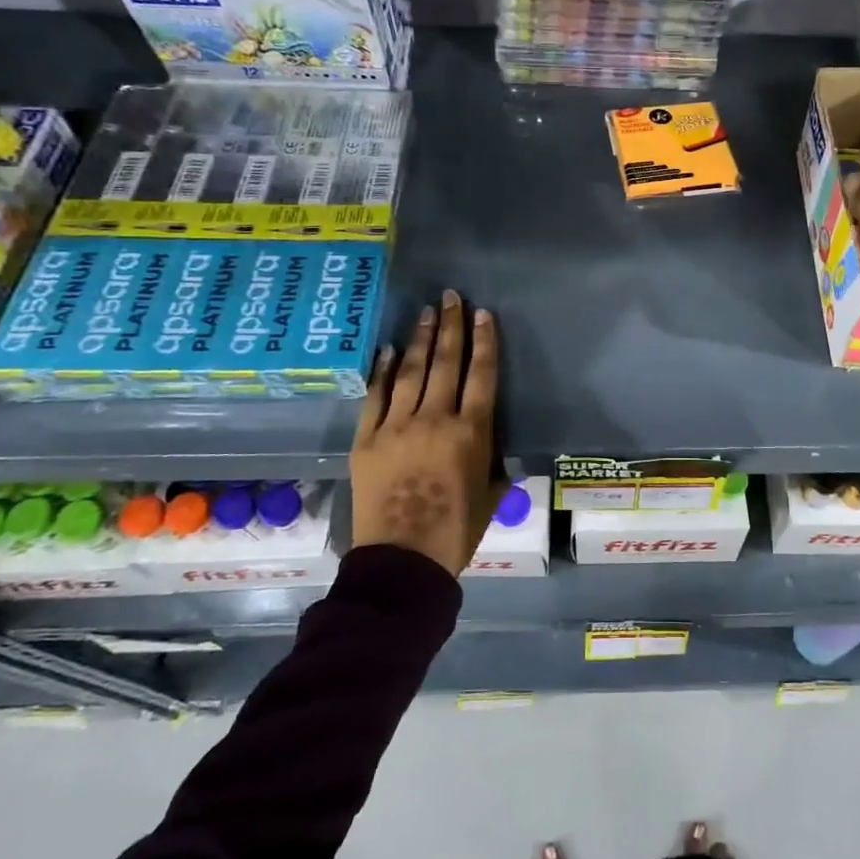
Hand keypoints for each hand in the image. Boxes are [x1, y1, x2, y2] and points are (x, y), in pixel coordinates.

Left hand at [351, 290, 502, 576]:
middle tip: (451, 297)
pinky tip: (391, 350)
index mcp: (471, 432)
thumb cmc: (456, 532)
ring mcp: (397, 426)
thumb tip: (490, 446)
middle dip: (451, 326)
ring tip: (426, 312)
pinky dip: (384, 371)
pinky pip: (376, 396)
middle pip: (446, 362)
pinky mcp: (366, 439)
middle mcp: (435, 419)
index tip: (483, 314)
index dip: (485, 341)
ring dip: (421, 339)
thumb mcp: (490, 495)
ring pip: (412, 371)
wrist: (402, 561)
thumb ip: (492, 463)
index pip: (482, 374)